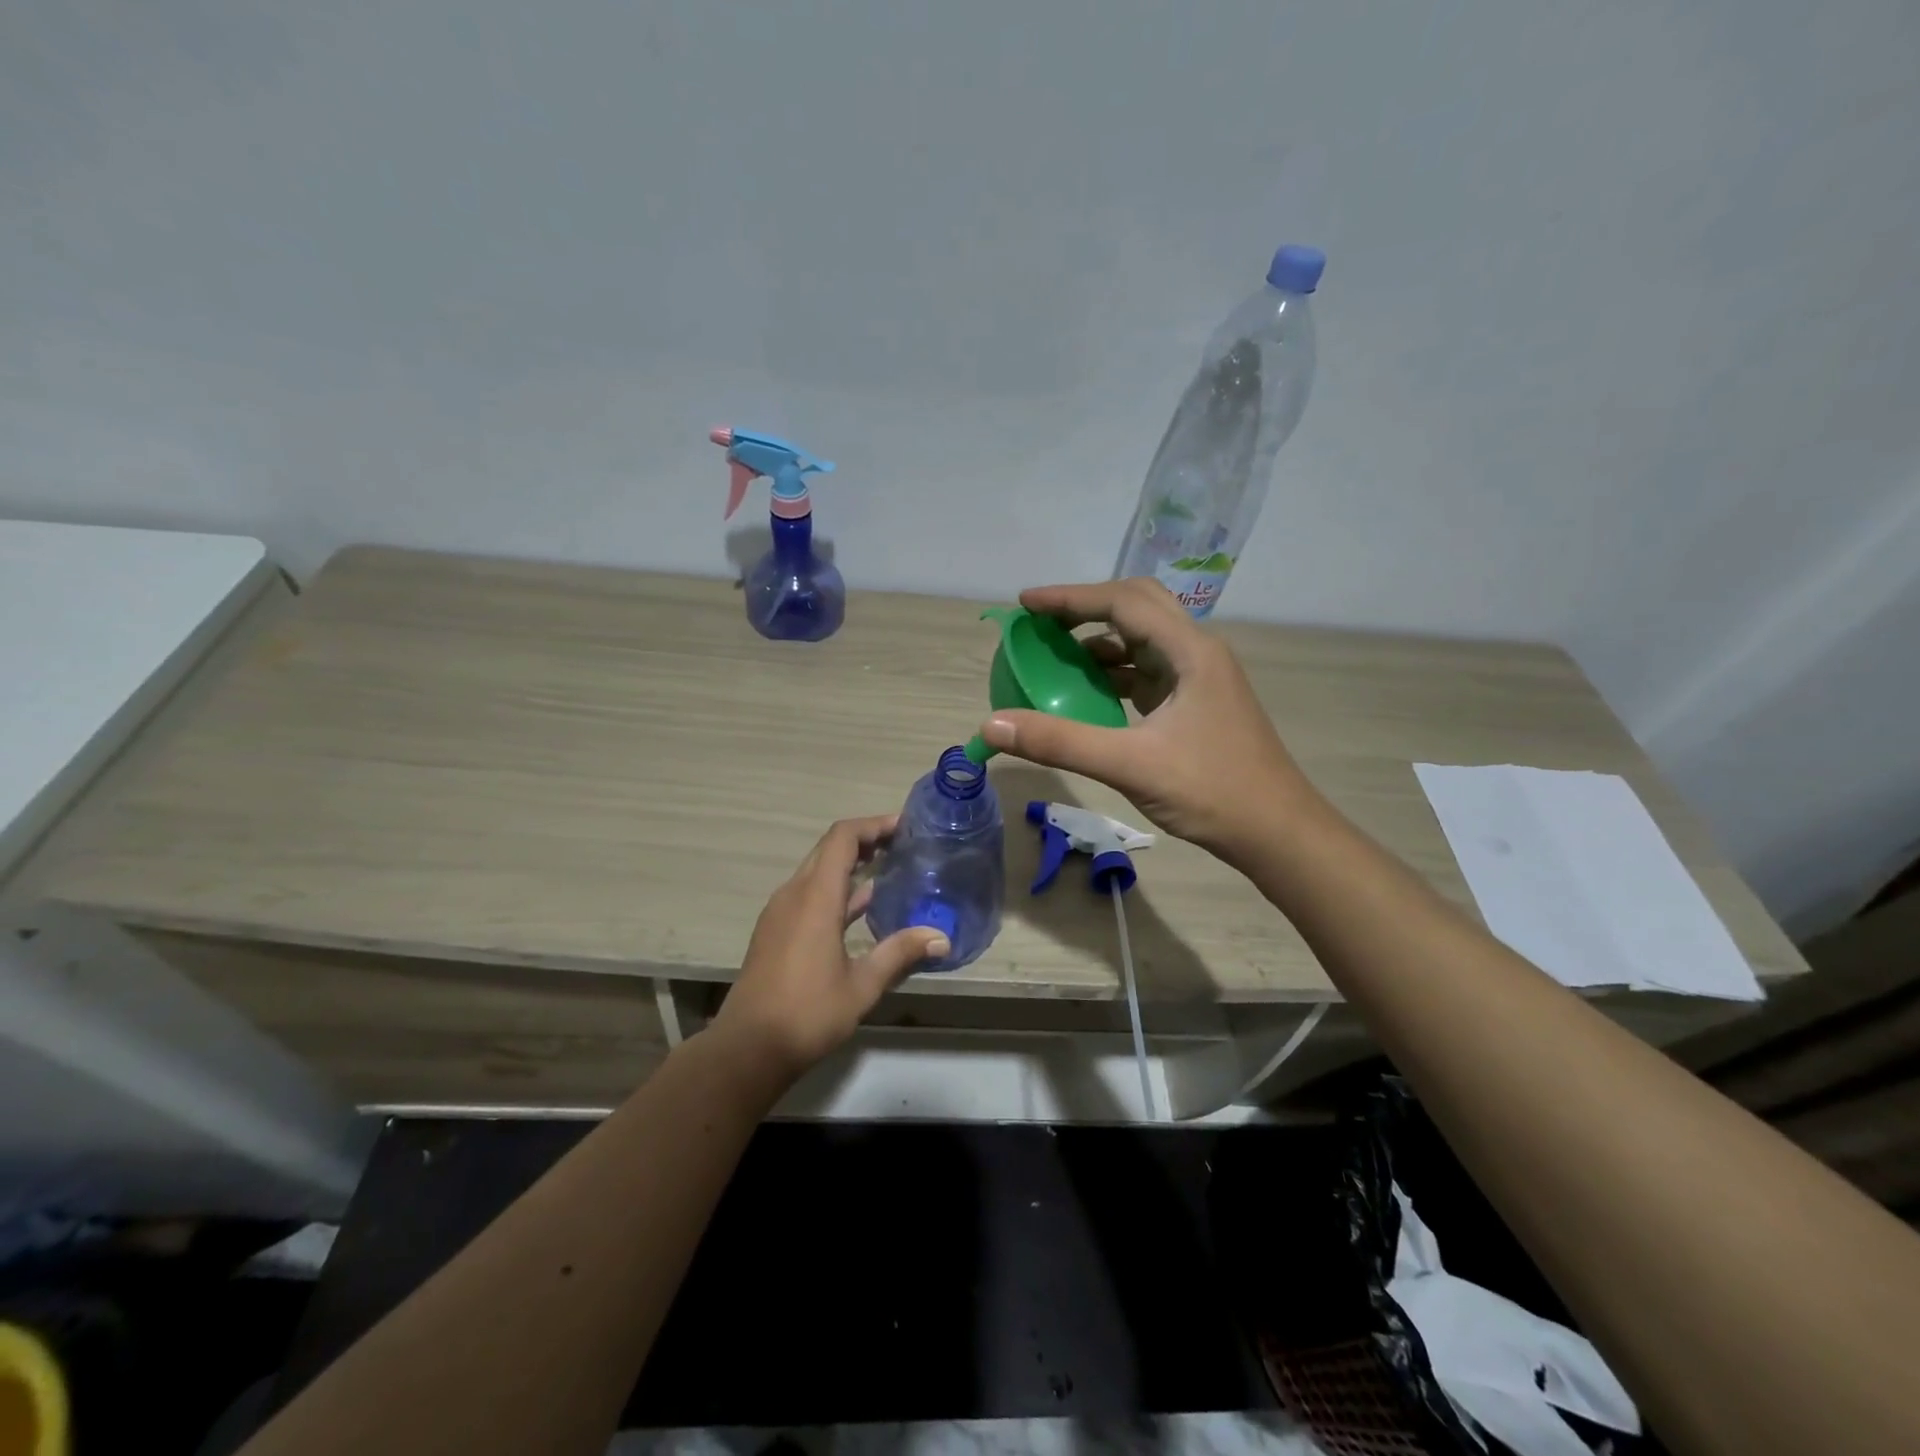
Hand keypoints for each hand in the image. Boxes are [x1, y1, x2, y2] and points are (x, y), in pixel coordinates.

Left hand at [711, 816, 949, 1082]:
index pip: (842, 838)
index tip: (904, 827)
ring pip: (817, 871)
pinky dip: (836, 888)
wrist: (747, 1049)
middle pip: (829, 848)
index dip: (873, 825)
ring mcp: (780, 912)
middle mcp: (794, 894)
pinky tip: (861, 906)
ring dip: (850, 864)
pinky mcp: (775, 930)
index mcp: (815, 897)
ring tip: (889, 869)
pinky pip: (808, 893)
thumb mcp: (862, 986)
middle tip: (902, 844)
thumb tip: (941, 938)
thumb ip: (899, 954)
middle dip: (865, 840)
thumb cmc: (807, 1013)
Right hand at [976, 578, 1314, 858]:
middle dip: (1086, 608)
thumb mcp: (1130, 765)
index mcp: (1190, 652)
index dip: (1070, 598)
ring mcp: (1199, 678)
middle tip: (1040, 622)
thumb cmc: (1212, 792)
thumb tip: (992, 724)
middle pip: (1137, 607)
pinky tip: (1088, 691)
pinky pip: (1147, 670)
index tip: (1025, 604)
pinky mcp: (1195, 703)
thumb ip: (1060, 741)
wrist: (1277, 832)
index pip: (1123, 602)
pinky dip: (1113, 671)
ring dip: (1100, 640)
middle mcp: (1197, 653)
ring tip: (1055, 654)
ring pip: (1143, 639)